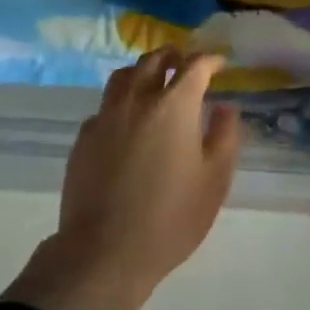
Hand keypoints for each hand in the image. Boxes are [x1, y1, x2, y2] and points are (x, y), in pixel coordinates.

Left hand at [3, 49, 244, 309]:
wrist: (103, 254)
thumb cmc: (170, 217)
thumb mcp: (215, 179)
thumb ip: (225, 136)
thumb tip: (225, 107)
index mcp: (175, 105)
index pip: (195, 65)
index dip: (210, 60)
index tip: (219, 65)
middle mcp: (138, 100)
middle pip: (154, 60)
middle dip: (173, 56)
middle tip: (185, 65)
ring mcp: (106, 117)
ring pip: (123, 76)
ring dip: (143, 71)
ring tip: (154, 83)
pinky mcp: (83, 139)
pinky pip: (104, 107)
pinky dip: (120, 103)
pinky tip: (127, 123)